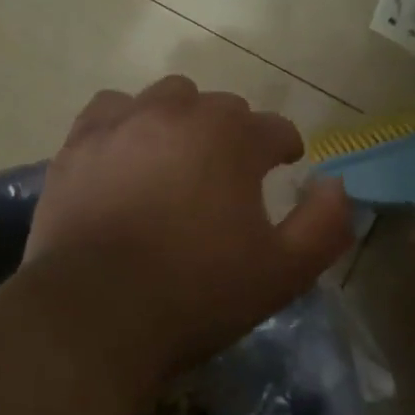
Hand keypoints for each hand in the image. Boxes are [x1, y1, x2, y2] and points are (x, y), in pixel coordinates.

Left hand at [28, 76, 353, 383]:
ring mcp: (123, 123)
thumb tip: (337, 186)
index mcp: (233, 137)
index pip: (275, 128)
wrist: (95, 316)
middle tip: (230, 178)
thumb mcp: (283, 272)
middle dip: (234, 135)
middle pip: (221, 107)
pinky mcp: (78, 144)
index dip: (284, 148)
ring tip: (178, 161)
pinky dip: (127, 125)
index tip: (285, 167)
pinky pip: (111, 111)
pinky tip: (126, 155)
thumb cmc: (197, 293)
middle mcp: (179, 113)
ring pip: (166, 99)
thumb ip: (324, 225)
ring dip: (182, 121)